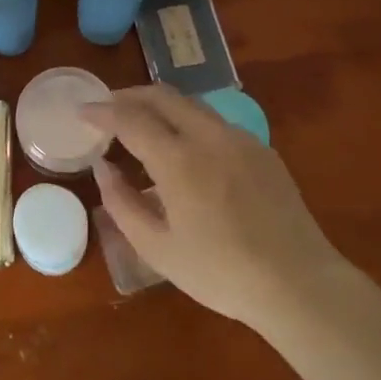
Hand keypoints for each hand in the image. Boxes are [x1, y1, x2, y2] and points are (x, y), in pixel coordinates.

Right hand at [82, 85, 342, 333]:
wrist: (298, 283)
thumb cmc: (220, 273)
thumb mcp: (157, 248)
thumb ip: (122, 202)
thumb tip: (104, 167)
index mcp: (179, 159)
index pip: (130, 118)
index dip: (102, 110)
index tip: (82, 111)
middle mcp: (209, 136)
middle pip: (161, 95)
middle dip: (128, 96)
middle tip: (107, 109)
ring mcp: (239, 138)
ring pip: (190, 104)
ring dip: (159, 106)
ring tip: (141, 126)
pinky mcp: (261, 149)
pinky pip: (214, 123)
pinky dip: (187, 123)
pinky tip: (184, 150)